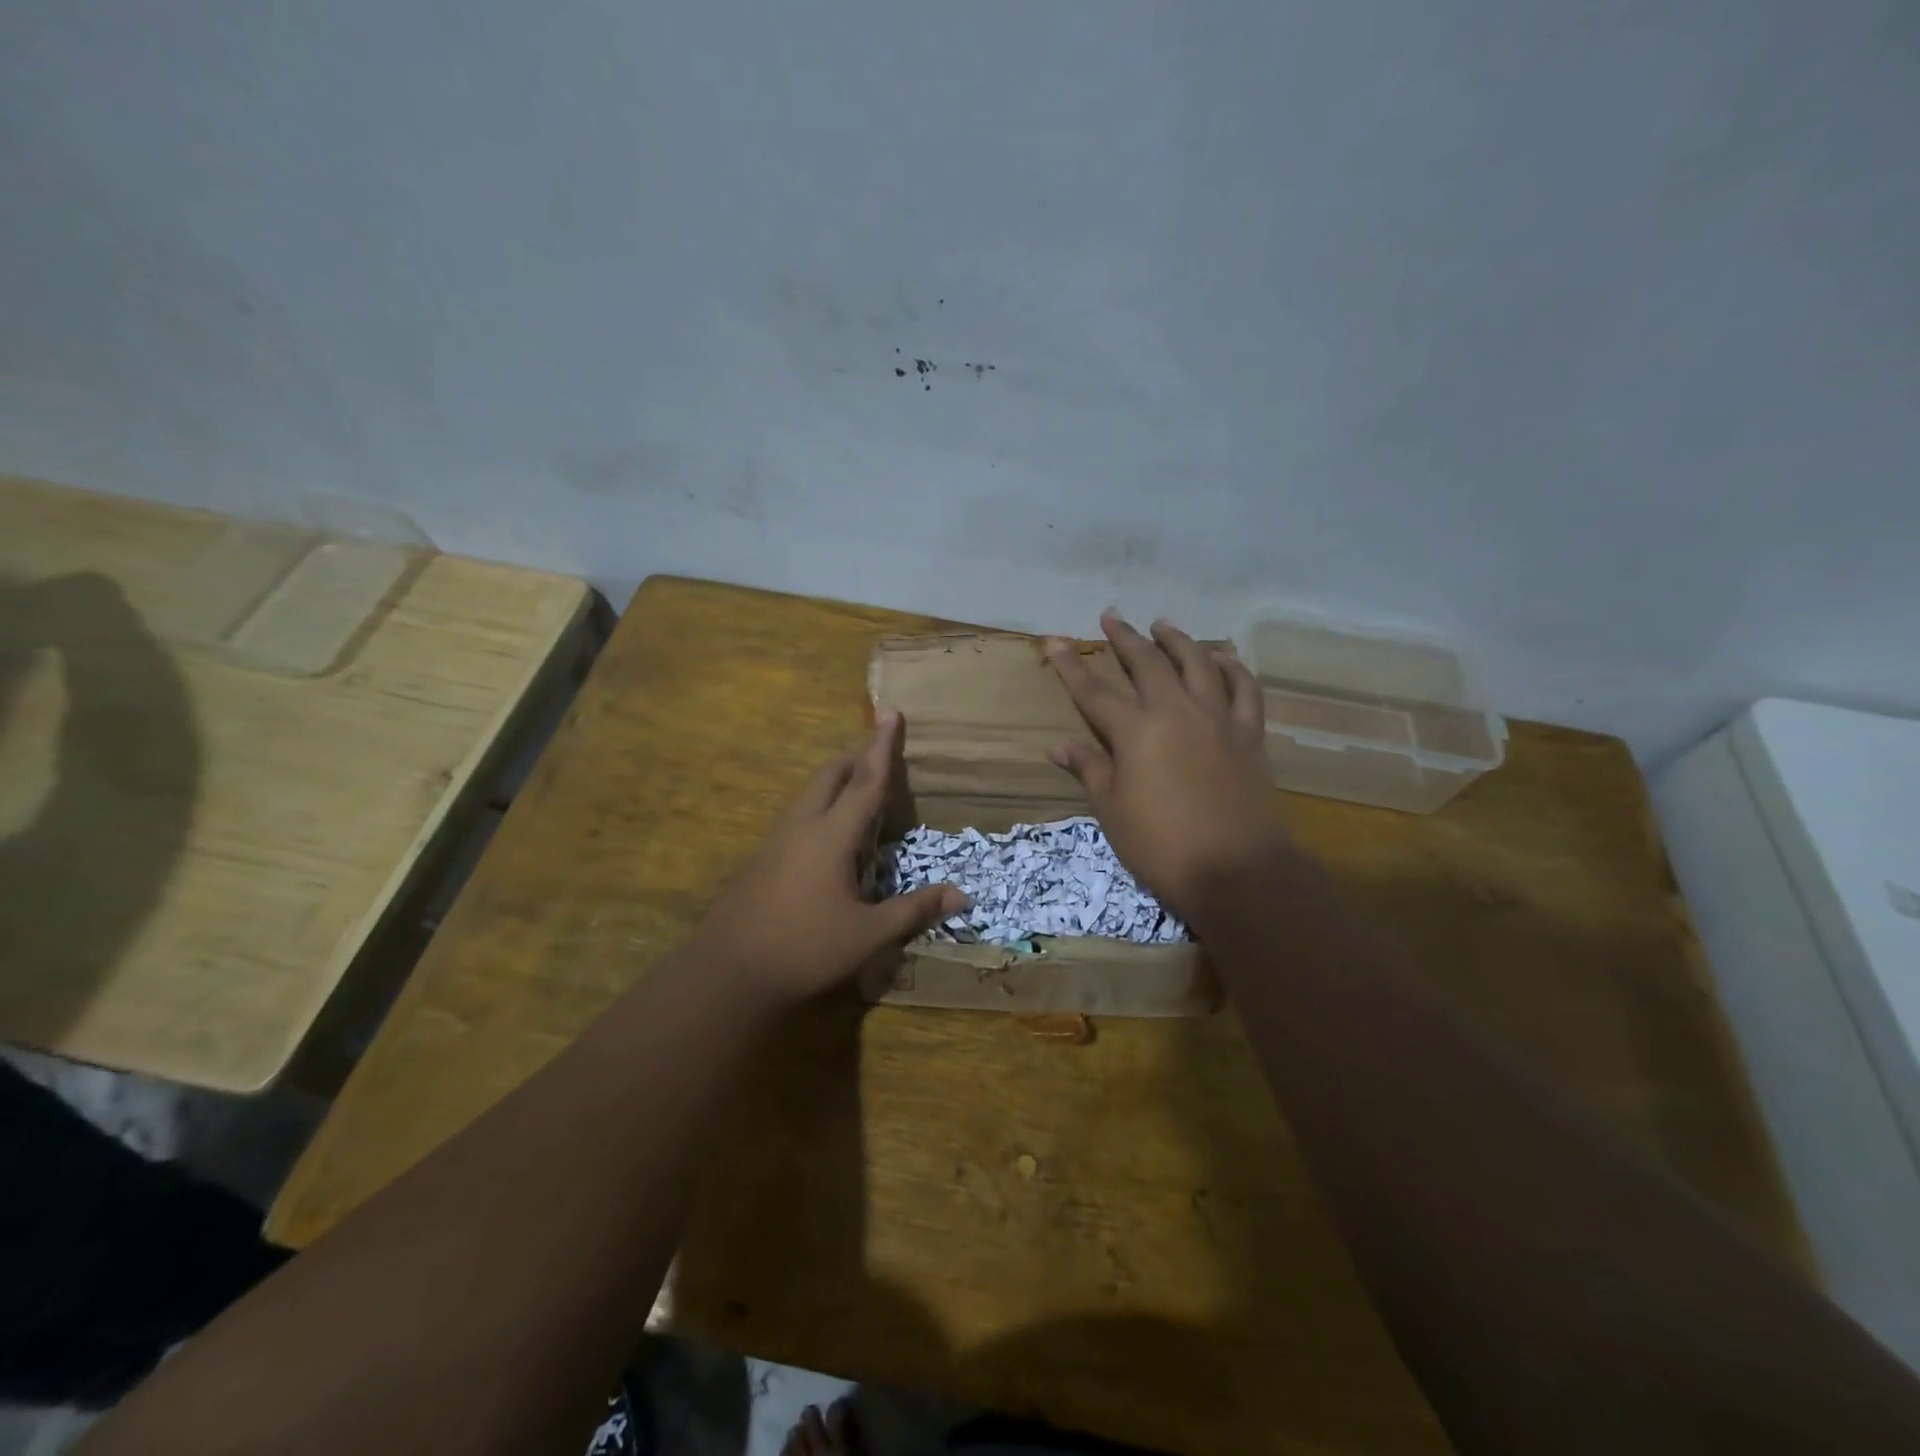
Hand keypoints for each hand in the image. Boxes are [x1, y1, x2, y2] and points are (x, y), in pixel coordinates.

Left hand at [687, 711, 966, 1004]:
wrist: (728, 971)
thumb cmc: (805, 948)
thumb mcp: (868, 934)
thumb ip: (914, 910)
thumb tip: (961, 894)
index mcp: (832, 835)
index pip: (866, 781)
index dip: (882, 747)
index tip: (890, 712)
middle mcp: (802, 826)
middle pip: (831, 775)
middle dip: (857, 756)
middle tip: (881, 752)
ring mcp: (777, 840)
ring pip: (810, 793)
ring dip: (837, 780)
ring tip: (860, 788)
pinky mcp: (762, 858)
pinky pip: (799, 814)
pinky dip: (822, 805)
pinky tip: (828, 834)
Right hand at [1046, 611, 1293, 922]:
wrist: (1235, 870)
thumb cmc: (1161, 845)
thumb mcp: (1112, 810)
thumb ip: (1089, 769)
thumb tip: (1059, 745)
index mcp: (1135, 732)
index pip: (1094, 690)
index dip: (1070, 665)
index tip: (1054, 641)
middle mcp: (1175, 712)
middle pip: (1146, 663)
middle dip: (1124, 638)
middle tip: (1111, 617)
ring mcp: (1217, 719)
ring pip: (1197, 663)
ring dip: (1177, 640)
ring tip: (1162, 625)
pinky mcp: (1249, 734)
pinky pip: (1244, 689)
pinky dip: (1232, 668)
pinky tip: (1223, 659)